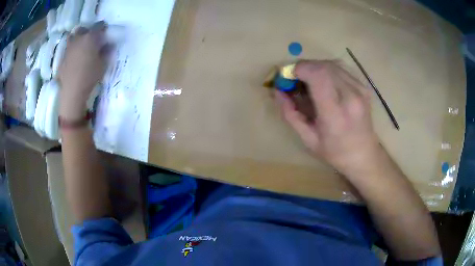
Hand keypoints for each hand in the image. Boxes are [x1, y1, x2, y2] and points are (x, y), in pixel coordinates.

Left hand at [58, 21, 107, 120]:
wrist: (72, 92)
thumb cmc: (90, 77)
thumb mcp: (103, 65)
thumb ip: (106, 52)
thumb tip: (109, 45)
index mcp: (90, 38)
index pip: (99, 26)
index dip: (103, 28)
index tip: (105, 33)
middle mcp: (78, 39)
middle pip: (82, 29)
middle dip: (87, 31)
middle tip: (90, 39)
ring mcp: (68, 49)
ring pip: (72, 37)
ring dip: (76, 39)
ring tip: (80, 46)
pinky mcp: (62, 59)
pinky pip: (67, 50)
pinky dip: (70, 51)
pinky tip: (73, 59)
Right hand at [275, 60, 380, 174]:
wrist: (364, 154)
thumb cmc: (335, 152)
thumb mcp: (307, 139)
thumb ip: (290, 114)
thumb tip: (276, 91)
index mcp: (335, 114)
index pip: (318, 76)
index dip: (300, 69)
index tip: (288, 76)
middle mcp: (351, 97)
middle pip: (324, 66)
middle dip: (305, 67)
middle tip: (295, 79)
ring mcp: (360, 89)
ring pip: (332, 63)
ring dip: (315, 67)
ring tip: (308, 80)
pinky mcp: (363, 86)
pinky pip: (341, 68)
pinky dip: (327, 70)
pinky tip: (324, 82)